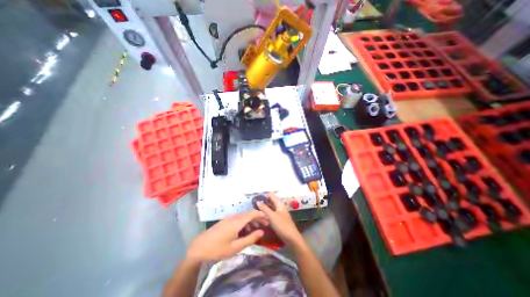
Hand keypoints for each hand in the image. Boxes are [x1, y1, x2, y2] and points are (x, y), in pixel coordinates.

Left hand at [187, 210, 268, 260]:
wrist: (198, 248)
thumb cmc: (218, 249)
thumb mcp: (236, 247)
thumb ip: (250, 238)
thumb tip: (261, 231)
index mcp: (237, 221)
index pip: (252, 213)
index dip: (261, 215)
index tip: (267, 219)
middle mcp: (234, 217)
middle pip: (248, 214)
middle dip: (257, 218)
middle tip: (264, 225)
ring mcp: (228, 218)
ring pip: (243, 217)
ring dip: (251, 221)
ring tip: (256, 229)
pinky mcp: (224, 221)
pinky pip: (237, 219)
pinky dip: (244, 223)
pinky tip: (244, 231)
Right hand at [256, 193, 301, 245]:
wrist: (292, 238)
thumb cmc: (282, 225)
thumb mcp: (272, 216)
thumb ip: (264, 208)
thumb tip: (257, 201)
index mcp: (279, 203)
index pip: (271, 195)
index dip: (264, 195)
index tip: (255, 198)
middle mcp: (280, 206)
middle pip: (271, 200)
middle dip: (264, 201)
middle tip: (254, 204)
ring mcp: (280, 212)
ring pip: (271, 207)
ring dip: (265, 207)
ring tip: (256, 209)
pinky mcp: (279, 218)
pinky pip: (272, 213)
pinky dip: (267, 212)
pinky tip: (262, 215)